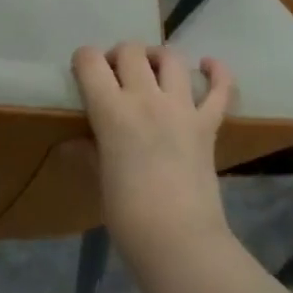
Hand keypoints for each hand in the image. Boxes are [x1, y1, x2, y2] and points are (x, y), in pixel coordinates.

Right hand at [72, 42, 235, 259]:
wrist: (179, 241)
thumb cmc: (128, 216)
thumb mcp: (99, 181)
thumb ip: (88, 153)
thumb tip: (72, 144)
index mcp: (111, 112)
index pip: (90, 62)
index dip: (83, 60)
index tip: (82, 73)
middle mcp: (146, 99)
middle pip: (131, 51)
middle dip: (118, 56)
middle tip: (115, 76)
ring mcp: (182, 108)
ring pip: (171, 58)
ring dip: (157, 57)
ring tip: (151, 70)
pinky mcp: (208, 124)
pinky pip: (220, 89)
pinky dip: (217, 72)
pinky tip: (208, 66)